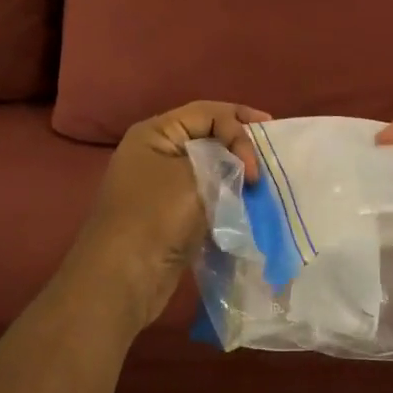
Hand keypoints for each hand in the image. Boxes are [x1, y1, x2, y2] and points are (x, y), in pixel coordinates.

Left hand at [62, 101, 270, 332]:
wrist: (122, 280)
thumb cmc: (155, 217)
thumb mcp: (195, 176)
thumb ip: (225, 160)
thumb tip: (240, 167)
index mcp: (155, 133)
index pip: (208, 112)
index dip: (239, 124)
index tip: (260, 156)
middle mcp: (156, 153)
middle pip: (209, 136)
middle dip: (241, 146)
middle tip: (270, 159)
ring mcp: (162, 186)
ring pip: (210, 168)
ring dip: (237, 174)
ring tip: (263, 184)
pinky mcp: (171, 216)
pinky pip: (207, 195)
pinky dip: (228, 197)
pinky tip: (248, 205)